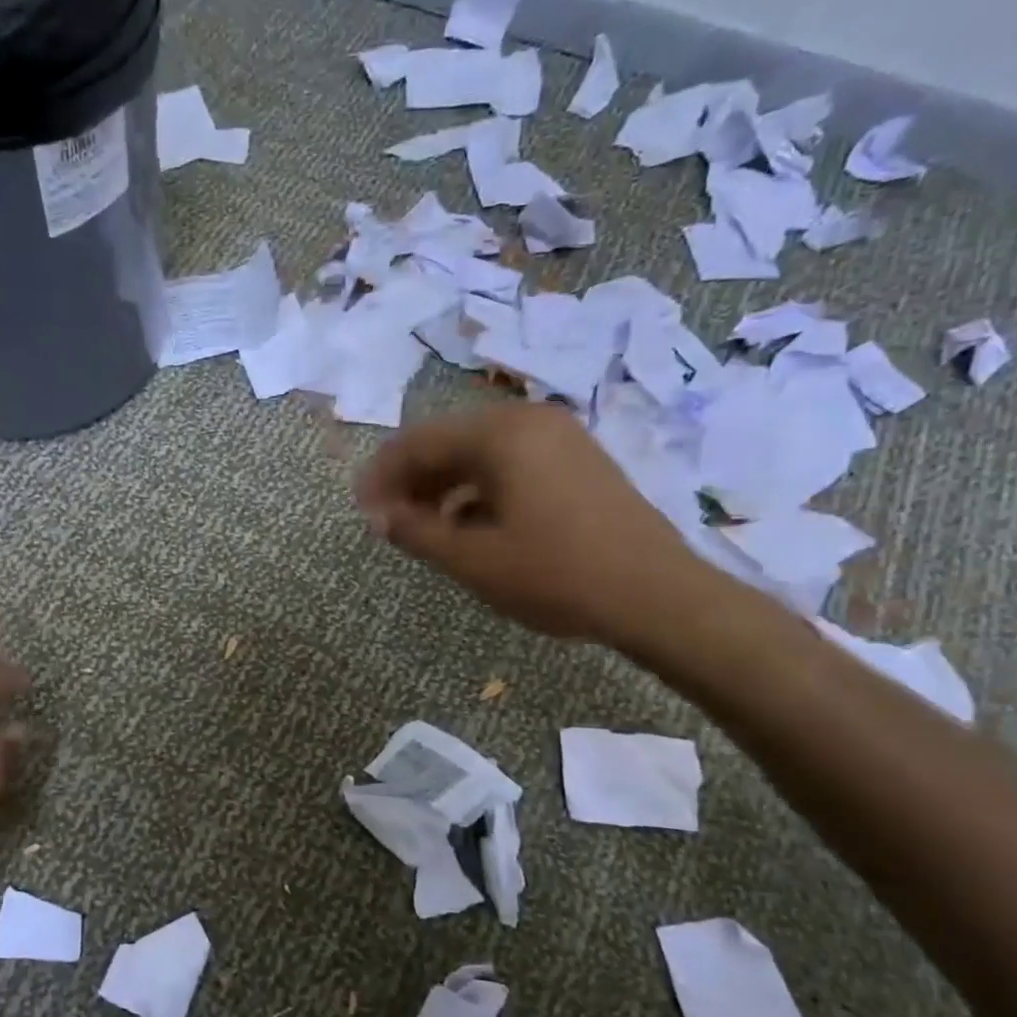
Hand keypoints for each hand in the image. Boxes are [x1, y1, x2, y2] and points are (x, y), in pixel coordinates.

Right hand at [355, 403, 706, 646]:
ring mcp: (560, 438)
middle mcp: (529, 421)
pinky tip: (470, 526)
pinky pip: (512, 465)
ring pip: (481, 454)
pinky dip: (479, 490)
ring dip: (443, 486)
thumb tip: (378, 516)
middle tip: (387, 520)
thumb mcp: (473, 559)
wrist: (655, 595)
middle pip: (450, 441)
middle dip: (412, 480)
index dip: (382, 475)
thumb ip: (416, 532)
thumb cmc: (556, 574)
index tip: (361, 509)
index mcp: (501, 434)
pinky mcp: (578, 462)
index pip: (419, 442)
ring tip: (422, 527)